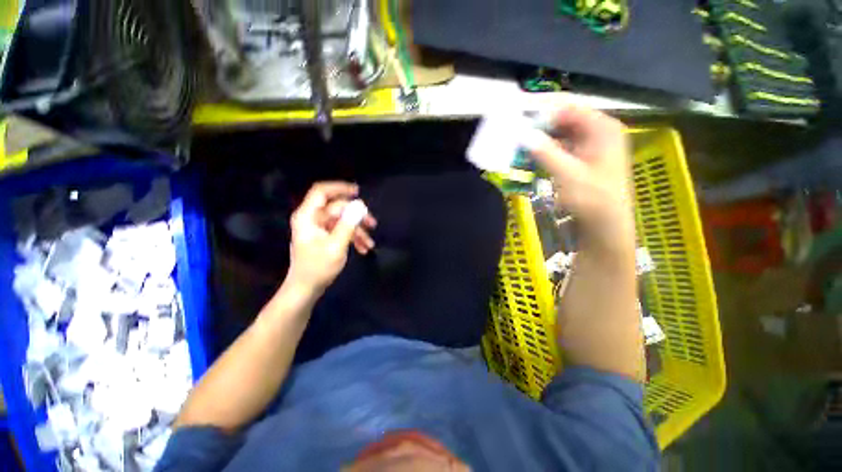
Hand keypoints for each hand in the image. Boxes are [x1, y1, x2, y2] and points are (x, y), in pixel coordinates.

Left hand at [286, 182, 375, 292]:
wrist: (306, 289)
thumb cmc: (318, 268)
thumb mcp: (336, 245)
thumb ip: (348, 224)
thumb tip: (360, 205)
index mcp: (308, 216)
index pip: (321, 192)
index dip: (339, 188)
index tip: (358, 192)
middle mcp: (312, 219)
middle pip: (337, 208)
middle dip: (357, 216)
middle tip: (373, 224)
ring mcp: (318, 228)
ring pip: (342, 221)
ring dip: (358, 230)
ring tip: (370, 243)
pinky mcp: (324, 237)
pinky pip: (341, 231)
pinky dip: (353, 238)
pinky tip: (363, 248)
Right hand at [522, 104, 634, 256]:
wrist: (606, 225)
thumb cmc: (593, 199)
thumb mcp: (568, 174)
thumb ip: (546, 152)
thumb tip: (523, 134)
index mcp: (602, 128)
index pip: (568, 108)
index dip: (542, 110)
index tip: (518, 116)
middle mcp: (598, 131)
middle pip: (564, 120)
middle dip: (539, 126)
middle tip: (515, 132)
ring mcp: (590, 146)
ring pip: (560, 134)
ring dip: (540, 139)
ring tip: (518, 143)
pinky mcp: (582, 159)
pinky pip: (561, 148)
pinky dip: (545, 151)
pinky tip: (531, 156)